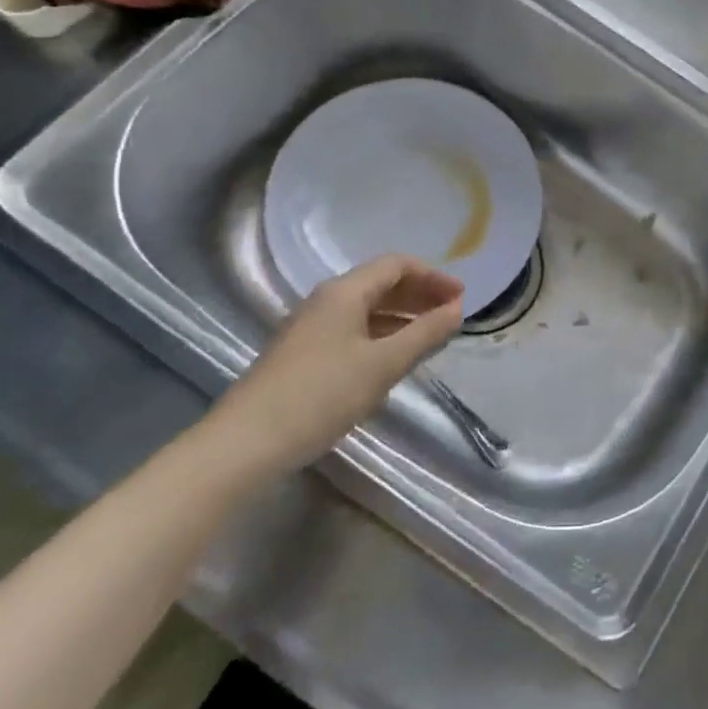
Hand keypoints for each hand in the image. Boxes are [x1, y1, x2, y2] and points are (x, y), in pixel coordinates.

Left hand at [204, 255, 464, 478]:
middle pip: (381, 283)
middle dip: (420, 294)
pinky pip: (354, 330)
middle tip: (453, 314)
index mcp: (344, 292)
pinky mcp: (304, 354)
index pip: (396, 265)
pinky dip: (382, 334)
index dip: (433, 276)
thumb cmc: (321, 395)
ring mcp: (311, 328)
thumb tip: (457, 309)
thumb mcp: (383, 365)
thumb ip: (425, 334)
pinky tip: (395, 358)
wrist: (245, 443)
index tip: (462, 297)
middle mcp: (326, 300)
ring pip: (367, 309)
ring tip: (431, 336)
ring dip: (403, 316)